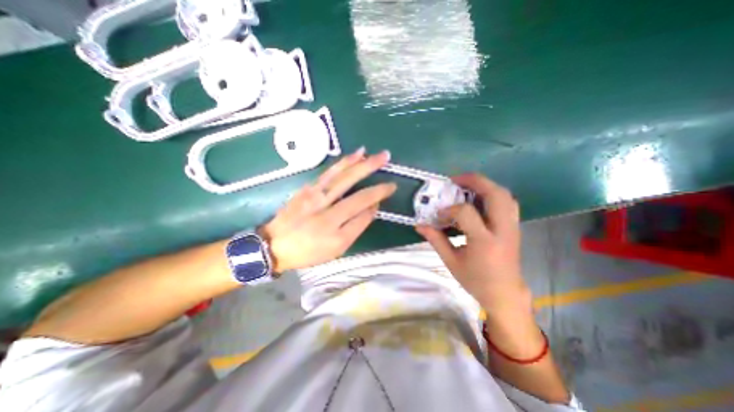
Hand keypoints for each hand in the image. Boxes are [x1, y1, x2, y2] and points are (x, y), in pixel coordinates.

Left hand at [259, 149, 394, 273]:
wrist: (275, 245)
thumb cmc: (308, 251)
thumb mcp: (336, 249)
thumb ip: (356, 227)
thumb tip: (372, 208)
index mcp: (334, 229)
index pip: (362, 207)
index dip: (378, 195)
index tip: (390, 188)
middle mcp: (325, 209)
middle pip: (353, 187)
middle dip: (372, 170)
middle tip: (387, 158)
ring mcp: (314, 196)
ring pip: (340, 175)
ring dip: (358, 162)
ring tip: (372, 152)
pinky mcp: (307, 188)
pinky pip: (328, 172)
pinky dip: (342, 163)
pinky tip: (353, 156)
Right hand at [415, 172, 530, 315]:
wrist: (505, 294)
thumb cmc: (476, 280)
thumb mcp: (451, 262)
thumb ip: (436, 240)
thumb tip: (420, 225)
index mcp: (484, 242)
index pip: (466, 213)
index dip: (449, 209)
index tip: (439, 215)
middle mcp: (502, 230)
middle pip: (495, 194)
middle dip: (475, 181)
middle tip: (455, 180)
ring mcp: (512, 227)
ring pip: (505, 195)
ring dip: (485, 185)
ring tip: (466, 186)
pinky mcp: (514, 227)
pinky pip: (507, 202)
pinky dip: (493, 193)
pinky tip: (478, 198)